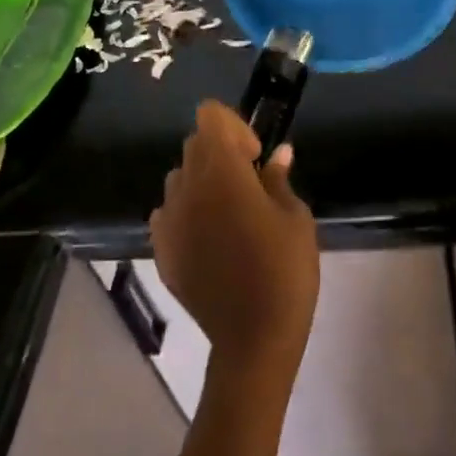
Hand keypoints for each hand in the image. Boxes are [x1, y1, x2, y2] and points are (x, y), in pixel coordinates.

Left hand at [152, 101, 318, 387]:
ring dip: (202, 182)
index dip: (234, 126)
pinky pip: (169, 214)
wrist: (253, 338)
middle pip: (194, 145)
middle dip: (220, 152)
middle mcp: (186, 187)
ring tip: (229, 214)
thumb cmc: (284, 270)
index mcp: (221, 172)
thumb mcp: (295, 218)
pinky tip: (211, 241)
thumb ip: (279, 179)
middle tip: (250, 184)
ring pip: (179, 179)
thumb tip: (278, 154)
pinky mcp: (161, 250)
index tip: (255, 156)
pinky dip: (187, 213)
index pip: (210, 117)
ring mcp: (168, 220)